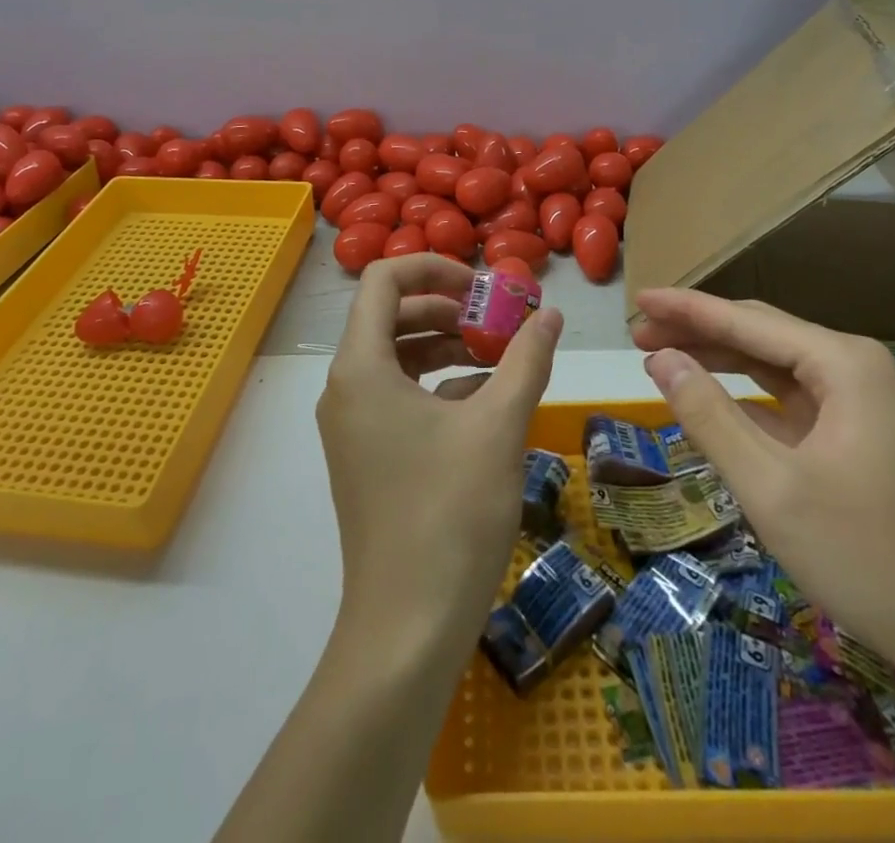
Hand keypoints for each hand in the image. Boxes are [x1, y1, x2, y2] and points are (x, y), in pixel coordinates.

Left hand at [318, 255, 563, 658]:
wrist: (406, 628)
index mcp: (361, 367)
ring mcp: (351, 425)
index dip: (434, 267)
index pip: (384, 279)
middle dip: (448, 310)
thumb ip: (525, 359)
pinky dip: (439, 386)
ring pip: (397, 358)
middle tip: (499, 321)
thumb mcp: (498, 426)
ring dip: (447, 347)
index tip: (483, 286)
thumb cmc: (449, 514)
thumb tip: (549, 313)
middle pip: (392, 316)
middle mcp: (345, 387)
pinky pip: (398, 396)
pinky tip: (485, 402)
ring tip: (501, 357)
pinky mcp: (365, 455)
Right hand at [632, 288, 894, 686]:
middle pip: (761, 334)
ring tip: (663, 358)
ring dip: (719, 359)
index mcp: (843, 365)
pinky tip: (715, 400)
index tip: (635, 301)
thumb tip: (660, 359)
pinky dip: (748, 394)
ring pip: (775, 364)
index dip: (686, 308)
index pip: (746, 321)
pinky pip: (792, 397)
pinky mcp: (861, 435)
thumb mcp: (771, 487)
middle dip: (698, 330)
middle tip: (638, 335)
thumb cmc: (867, 557)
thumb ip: (709, 414)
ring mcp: (863, 403)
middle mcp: (856, 368)